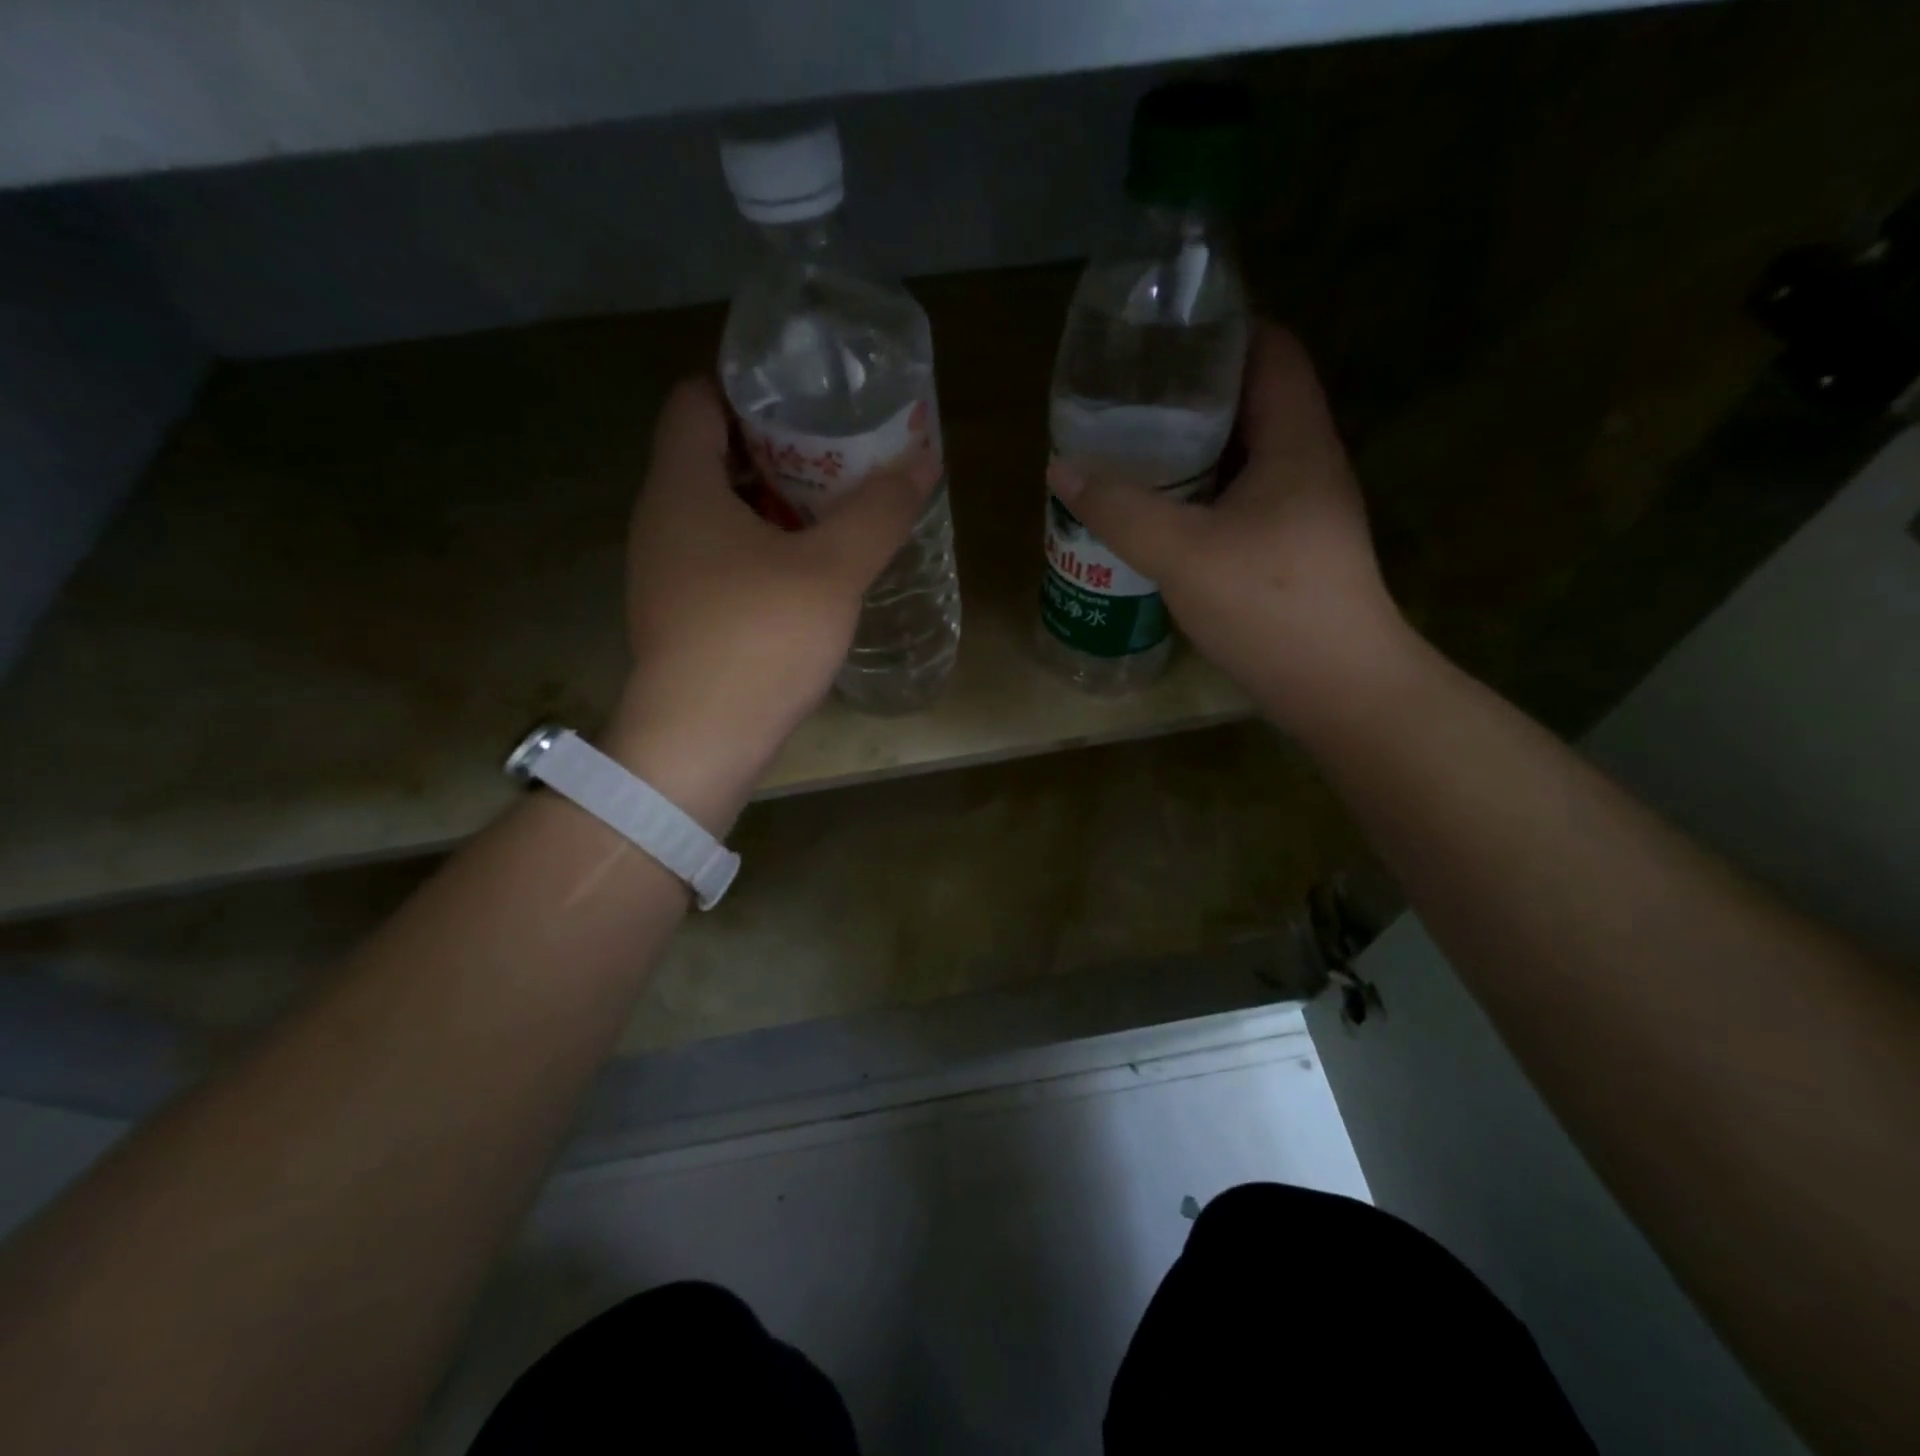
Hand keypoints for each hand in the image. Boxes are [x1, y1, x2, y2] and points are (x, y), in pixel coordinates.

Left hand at [604, 378, 938, 828]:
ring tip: (832, 508)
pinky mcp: (680, 614)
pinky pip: (720, 556)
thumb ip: (879, 511)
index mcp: (682, 487)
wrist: (701, 742)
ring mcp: (665, 571)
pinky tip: (806, 571)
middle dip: (774, 447)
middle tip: (837, 451)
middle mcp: (661, 519)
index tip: (806, 395)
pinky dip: (760, 547)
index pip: (697, 400)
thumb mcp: (832, 570)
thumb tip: (922, 457)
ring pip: (718, 512)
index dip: (748, 385)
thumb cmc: (760, 639)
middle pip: (711, 455)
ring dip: (771, 503)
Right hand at [1048, 323, 1411, 737]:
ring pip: (1243, 455)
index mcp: (1296, 440)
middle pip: (1252, 400)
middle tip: (1128, 397)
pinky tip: (1158, 511)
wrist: (1336, 686)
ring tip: (1132, 449)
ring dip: (1192, 449)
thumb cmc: (1268, 605)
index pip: (1271, 349)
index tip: (1163, 333)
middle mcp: (1306, 463)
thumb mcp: (1182, 552)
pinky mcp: (1289, 548)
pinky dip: (1200, 493)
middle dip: (1192, 393)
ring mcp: (1301, 509)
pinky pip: (1239, 498)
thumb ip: (1119, 508)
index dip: (1223, 328)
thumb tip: (1061, 466)